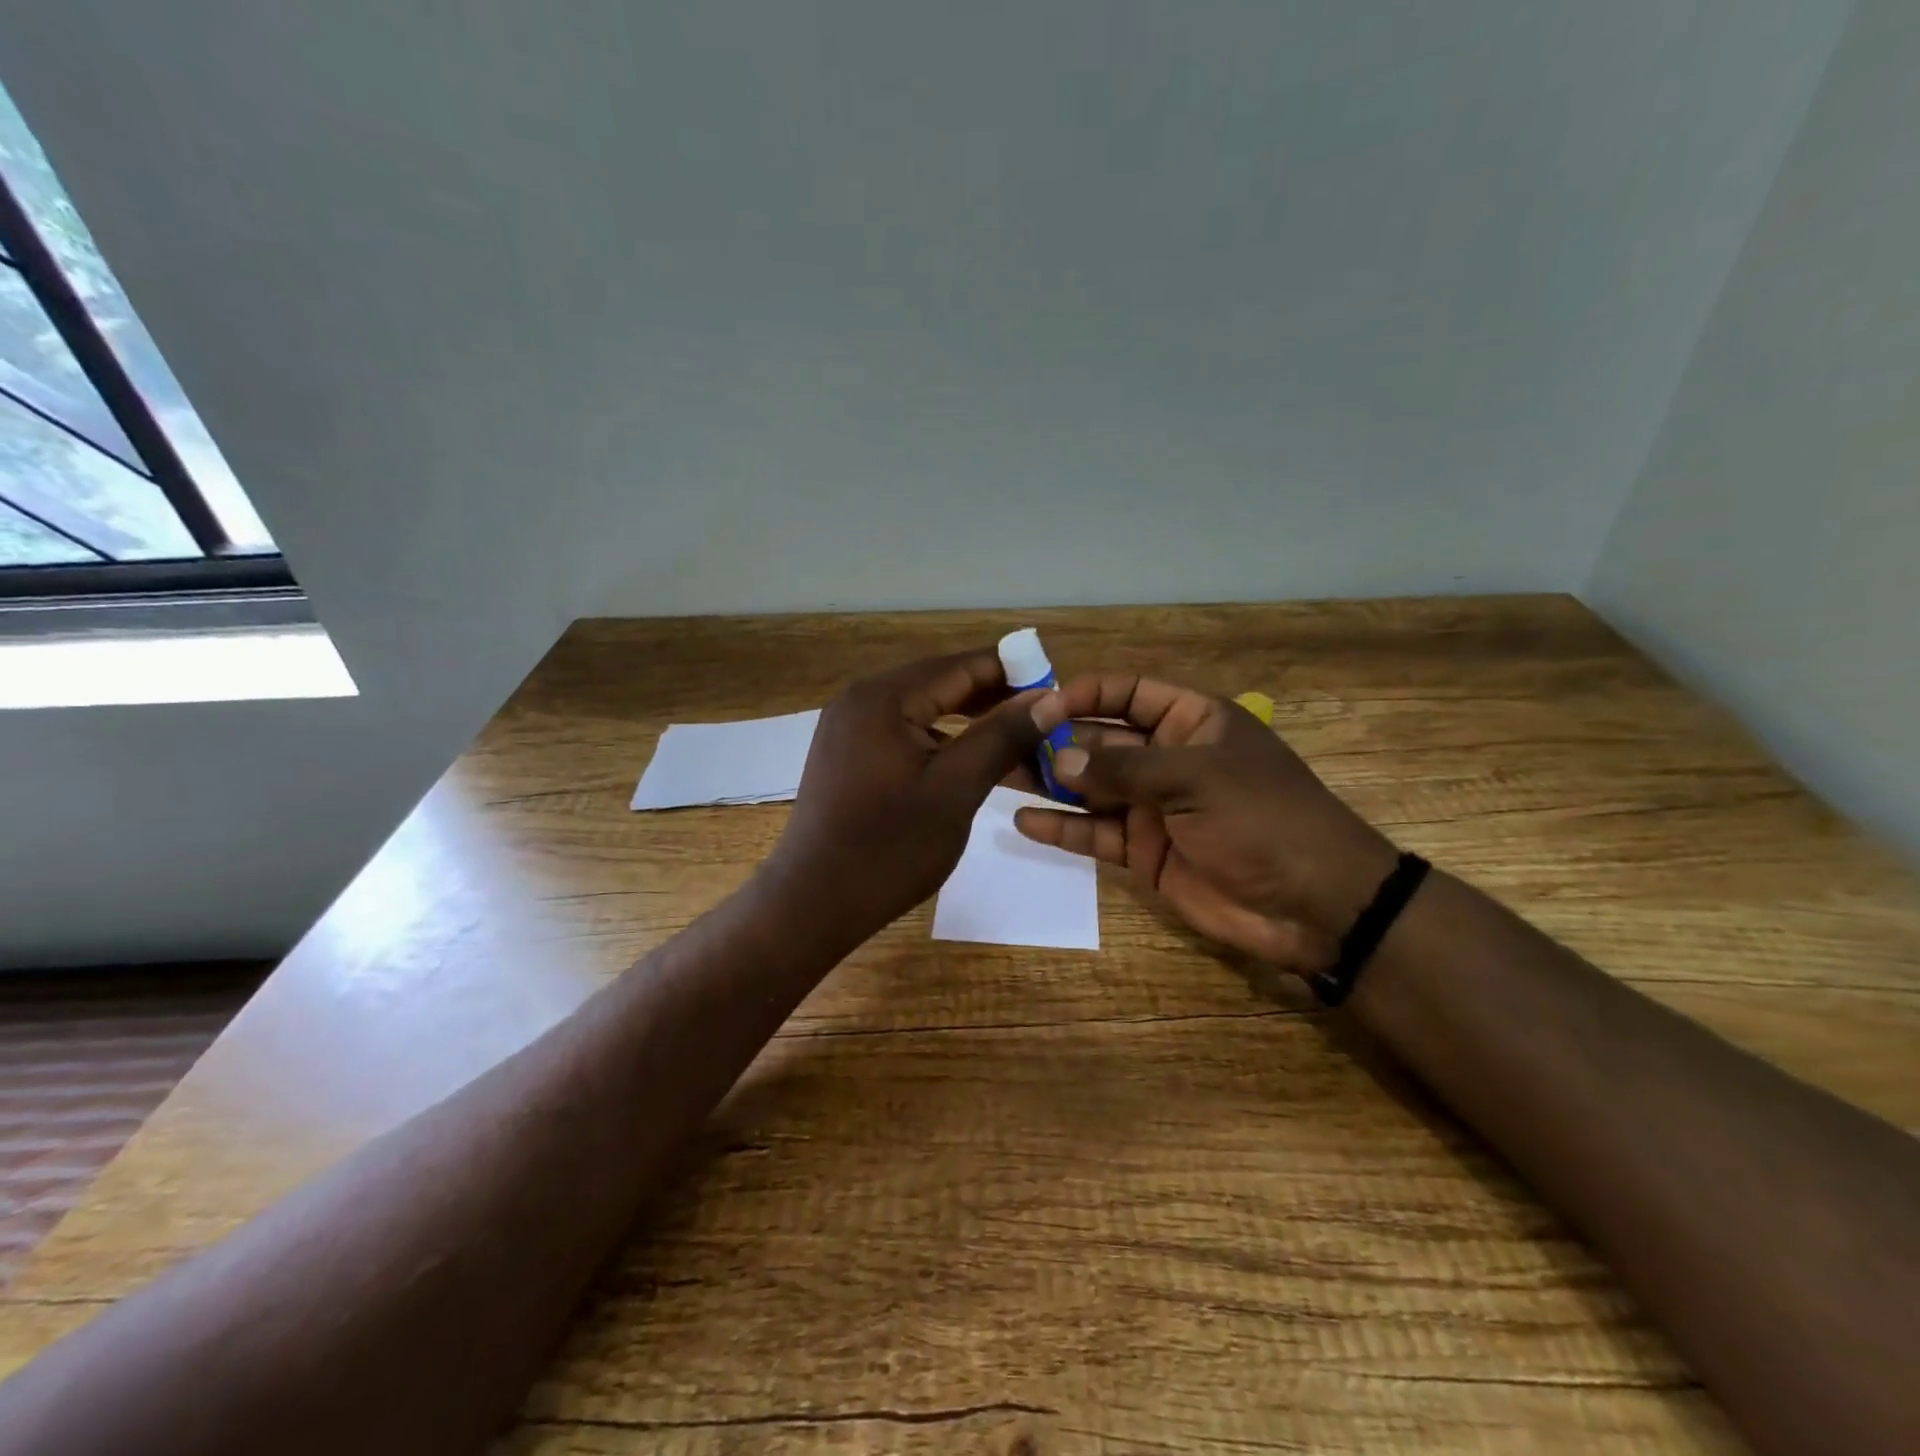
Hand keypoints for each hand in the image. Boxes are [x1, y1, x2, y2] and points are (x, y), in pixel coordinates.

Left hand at [760, 649, 1043, 948]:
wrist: (813, 903)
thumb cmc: (889, 847)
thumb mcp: (956, 789)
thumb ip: (1003, 736)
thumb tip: (1050, 699)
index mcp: (884, 696)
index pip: (962, 665)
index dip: (1014, 672)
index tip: (1058, 690)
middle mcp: (861, 698)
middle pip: (941, 683)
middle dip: (994, 699)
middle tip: (1045, 721)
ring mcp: (849, 727)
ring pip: (924, 710)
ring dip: (970, 723)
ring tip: (1017, 742)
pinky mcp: (846, 754)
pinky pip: (904, 733)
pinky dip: (941, 742)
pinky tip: (970, 761)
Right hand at [1016, 674, 1396, 972]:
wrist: (1312, 905)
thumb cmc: (1262, 819)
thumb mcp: (1195, 779)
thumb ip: (1123, 769)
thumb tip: (1058, 760)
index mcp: (1192, 721)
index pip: (1129, 693)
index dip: (1085, 694)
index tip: (1037, 704)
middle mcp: (1169, 758)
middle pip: (1102, 740)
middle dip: (1056, 740)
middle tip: (1001, 742)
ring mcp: (1155, 806)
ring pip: (1092, 788)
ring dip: (1051, 782)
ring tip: (999, 775)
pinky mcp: (1146, 851)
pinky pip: (1097, 833)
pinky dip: (1064, 828)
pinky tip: (1024, 822)